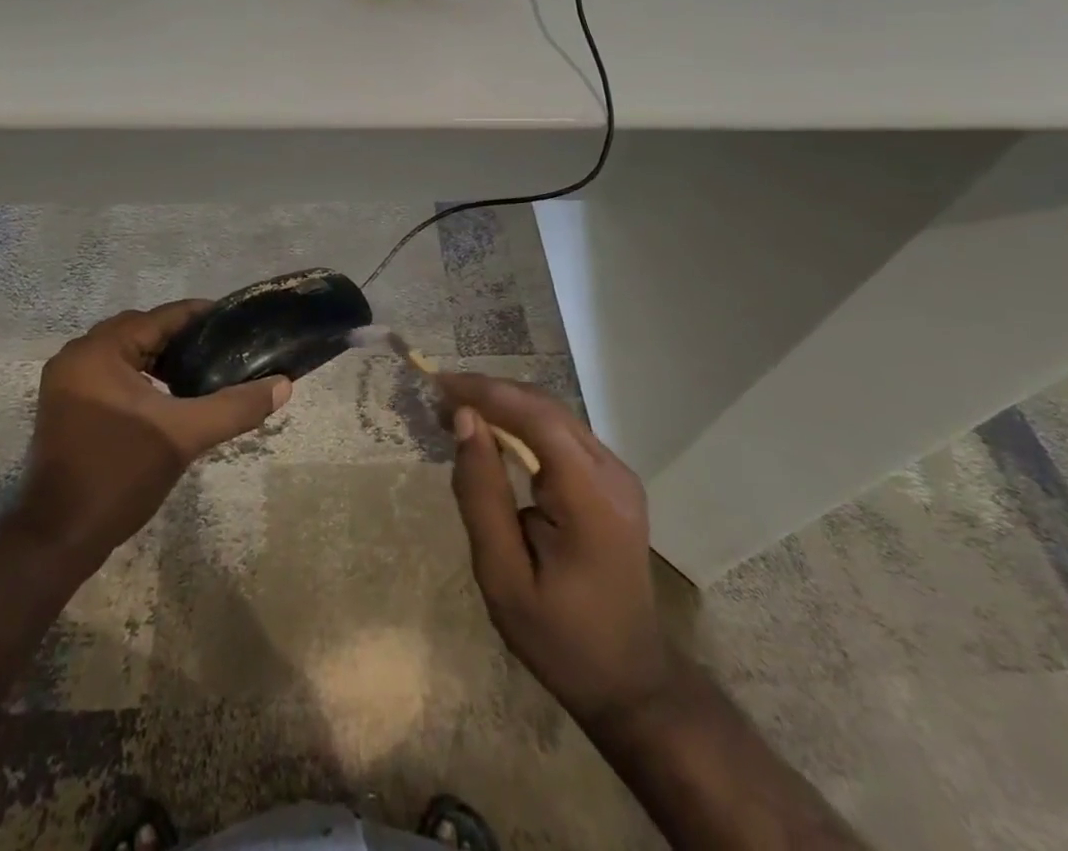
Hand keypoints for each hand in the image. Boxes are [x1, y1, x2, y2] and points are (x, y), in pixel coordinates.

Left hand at [11, 301, 291, 569]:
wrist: (58, 540)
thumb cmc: (119, 475)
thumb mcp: (183, 436)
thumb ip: (235, 406)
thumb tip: (284, 385)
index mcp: (98, 351)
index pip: (159, 317)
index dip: (201, 317)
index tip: (237, 323)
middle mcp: (77, 356)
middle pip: (141, 331)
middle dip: (182, 338)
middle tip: (224, 349)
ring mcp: (66, 383)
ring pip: (126, 354)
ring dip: (161, 358)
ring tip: (202, 370)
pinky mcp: (66, 407)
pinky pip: (112, 374)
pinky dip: (141, 377)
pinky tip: (169, 396)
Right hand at [439, 375, 669, 729]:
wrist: (629, 682)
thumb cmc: (560, 640)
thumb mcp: (504, 577)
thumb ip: (481, 495)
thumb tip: (465, 421)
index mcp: (592, 498)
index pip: (537, 418)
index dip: (486, 392)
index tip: (438, 385)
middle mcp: (612, 473)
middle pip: (546, 408)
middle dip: (490, 393)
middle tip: (438, 398)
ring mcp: (618, 475)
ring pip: (553, 416)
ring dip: (504, 406)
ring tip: (455, 411)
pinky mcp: (612, 482)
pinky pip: (561, 436)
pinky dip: (521, 425)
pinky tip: (491, 434)